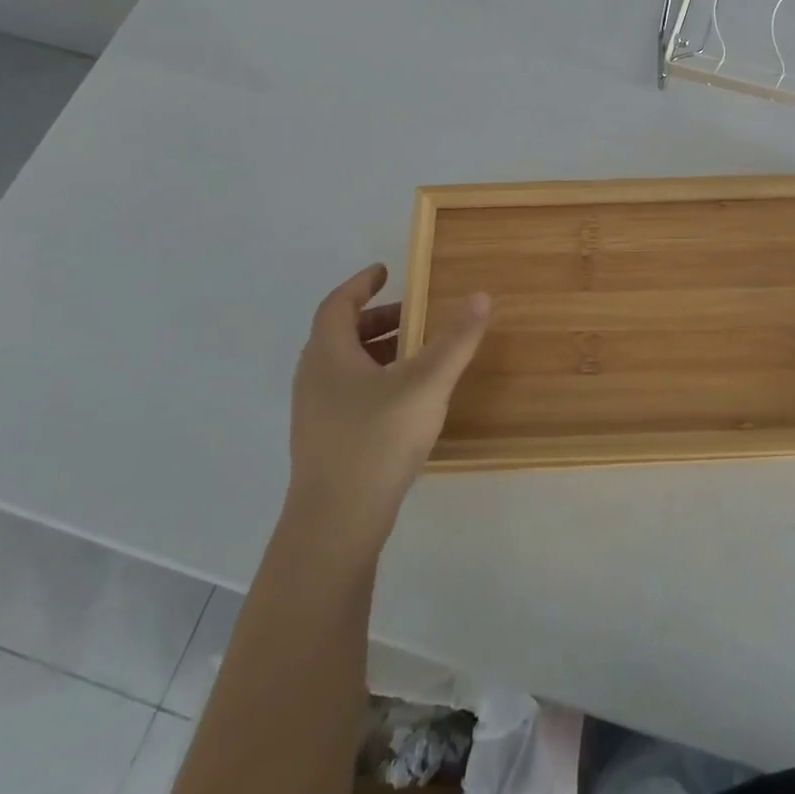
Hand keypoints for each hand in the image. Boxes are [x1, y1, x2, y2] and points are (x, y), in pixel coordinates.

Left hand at [288, 263, 490, 538]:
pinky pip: (348, 391)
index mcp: (328, 354)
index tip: (386, 272)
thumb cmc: (378, 439)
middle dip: (378, 319)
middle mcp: (314, 377)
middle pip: (341, 334)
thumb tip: (481, 295)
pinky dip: (375, 378)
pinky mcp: (324, 440)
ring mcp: (315, 412)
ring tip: (417, 353)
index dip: (361, 284)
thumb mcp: (427, 383)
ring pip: (345, 365)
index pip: (338, 304)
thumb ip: (455, 340)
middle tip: (414, 314)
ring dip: (378, 350)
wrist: (336, 522)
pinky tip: (405, 398)